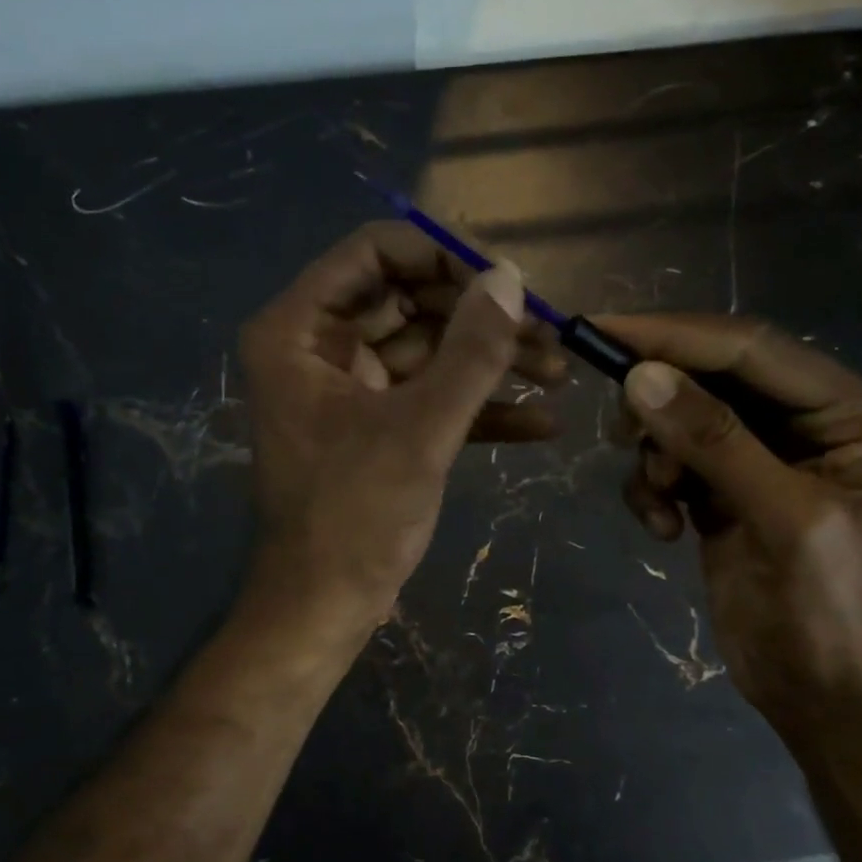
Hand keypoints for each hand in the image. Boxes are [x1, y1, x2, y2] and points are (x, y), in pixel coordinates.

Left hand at [239, 221, 565, 639]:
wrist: (325, 608)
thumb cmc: (356, 517)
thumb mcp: (420, 430)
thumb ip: (470, 352)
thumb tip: (511, 278)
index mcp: (300, 331)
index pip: (374, 253)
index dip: (443, 256)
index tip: (506, 280)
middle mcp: (320, 349)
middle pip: (410, 301)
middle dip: (481, 318)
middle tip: (548, 332)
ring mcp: (351, 391)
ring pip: (429, 353)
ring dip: (491, 363)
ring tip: (560, 372)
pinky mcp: (378, 430)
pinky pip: (430, 400)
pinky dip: (480, 410)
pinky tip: (543, 422)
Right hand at [601, 313, 861, 727]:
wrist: (820, 690)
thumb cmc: (827, 608)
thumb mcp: (781, 518)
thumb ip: (714, 442)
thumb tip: (639, 378)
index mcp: (849, 411)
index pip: (751, 349)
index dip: (675, 336)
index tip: (601, 331)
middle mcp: (807, 421)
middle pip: (712, 376)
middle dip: (659, 402)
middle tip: (619, 432)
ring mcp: (761, 456)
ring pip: (681, 419)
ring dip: (656, 457)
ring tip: (662, 503)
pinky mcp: (724, 490)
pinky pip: (671, 463)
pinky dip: (654, 490)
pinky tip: (665, 531)